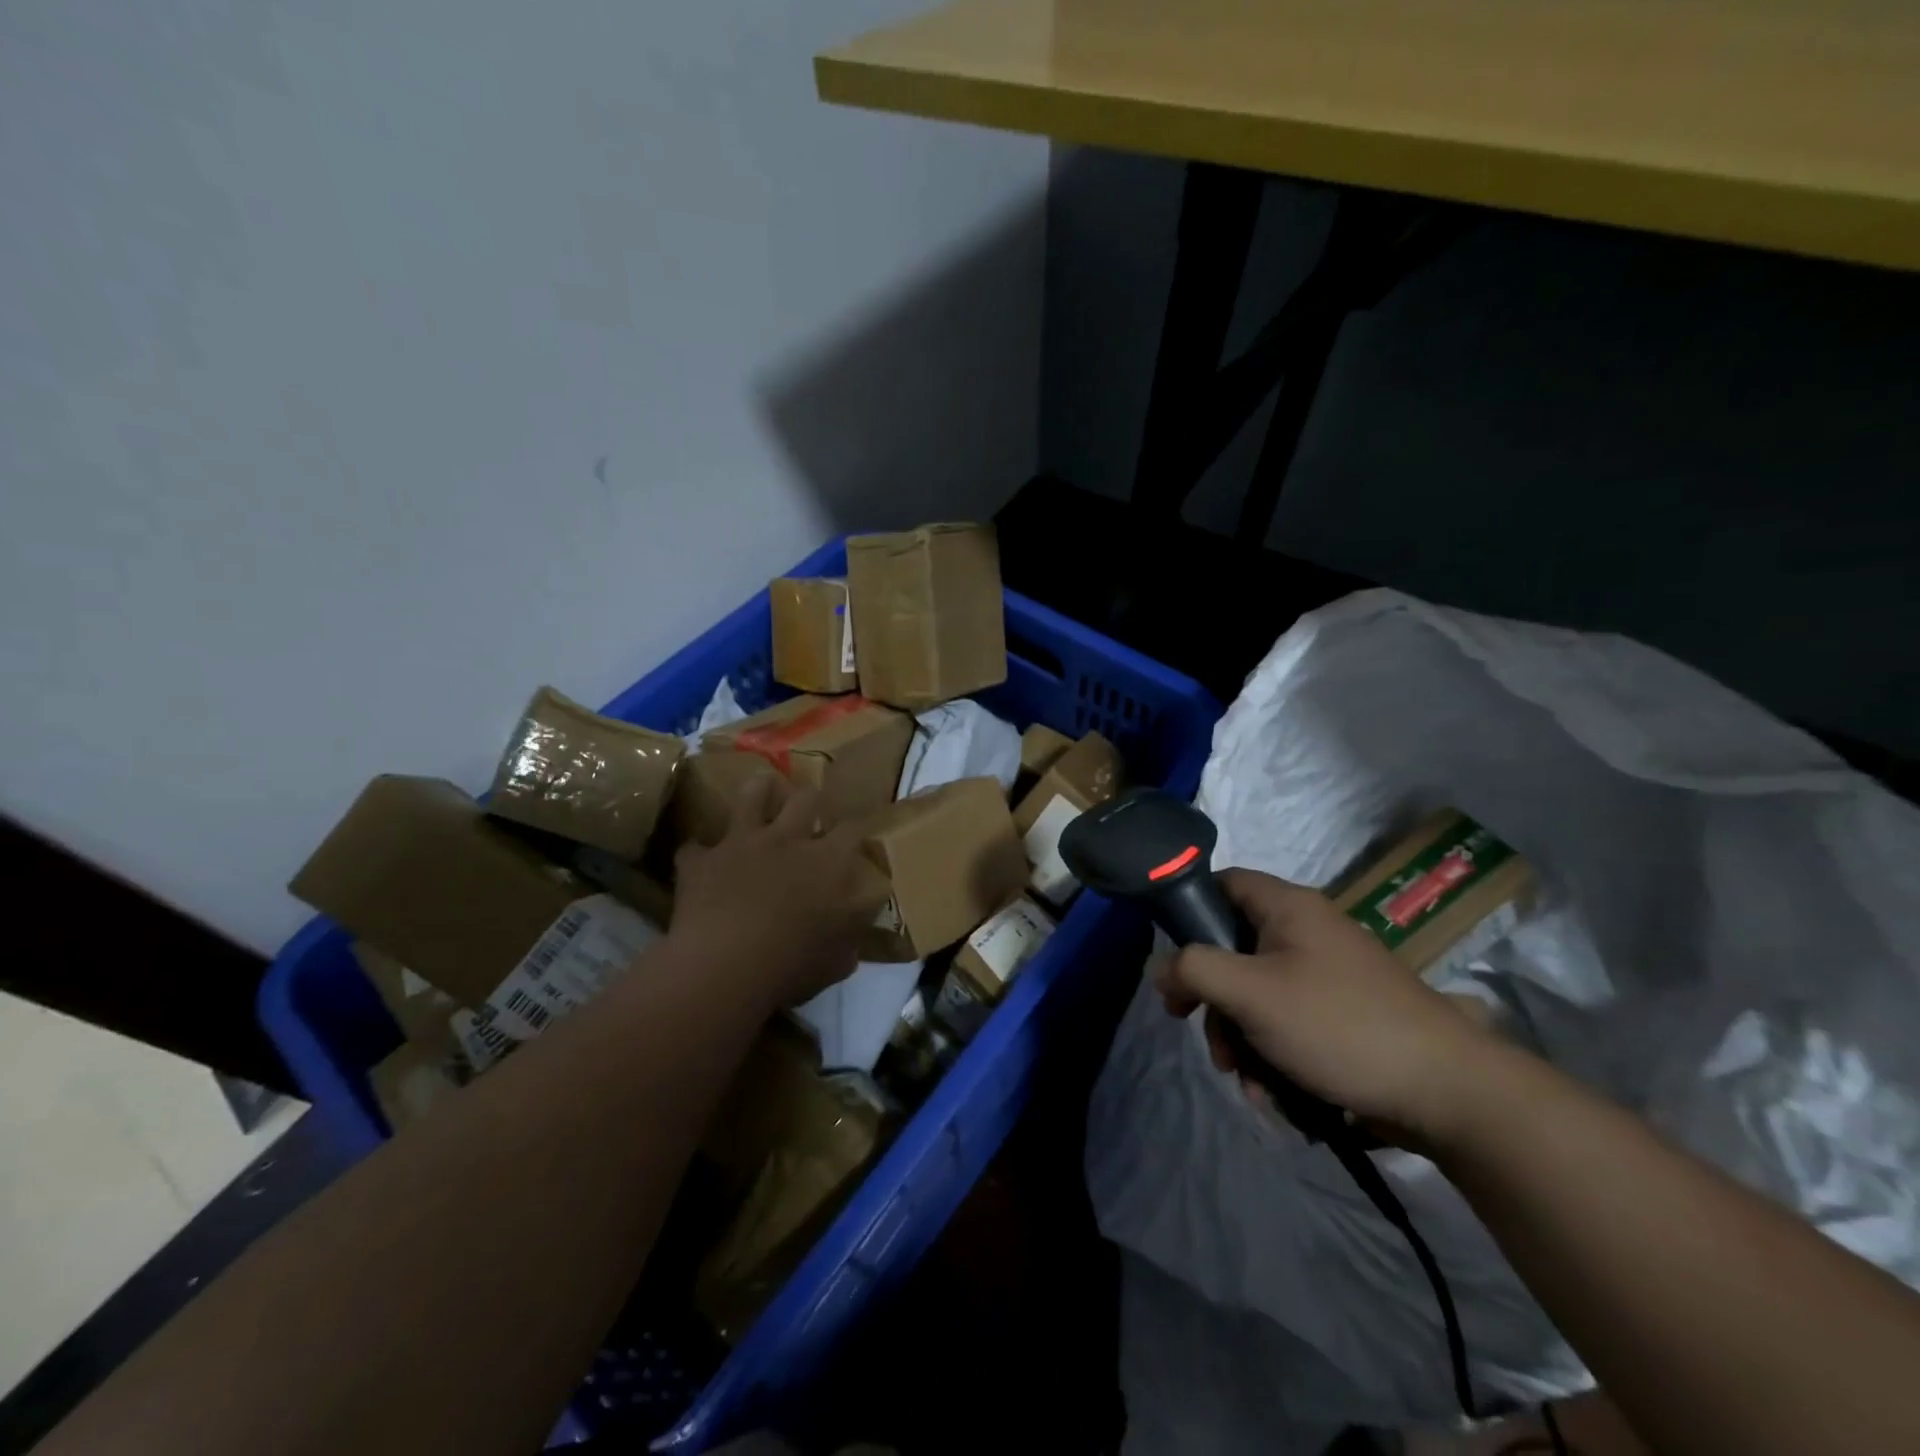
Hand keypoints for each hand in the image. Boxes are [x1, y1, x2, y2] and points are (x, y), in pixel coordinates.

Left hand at [669, 774, 889, 1009]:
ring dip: (758, 794)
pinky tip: (701, 862)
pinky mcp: (702, 860)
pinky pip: (695, 848)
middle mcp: (788, 840)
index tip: (853, 843)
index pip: (853, 831)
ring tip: (761, 797)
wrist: (724, 967)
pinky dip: (699, 855)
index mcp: (828, 863)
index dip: (854, 833)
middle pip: (806, 798)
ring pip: (752, 795)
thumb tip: (854, 938)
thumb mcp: (837, 961)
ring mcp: (742, 843)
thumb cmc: (792, 965)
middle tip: (809, 816)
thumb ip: (849, 941)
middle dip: (810, 802)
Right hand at [1154, 868, 1500, 1142]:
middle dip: (1214, 1002)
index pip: (1222, 883)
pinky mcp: (1345, 1014)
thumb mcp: (1250, 993)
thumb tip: (1162, 970)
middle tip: (1211, 1042)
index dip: (1190, 912)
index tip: (1176, 962)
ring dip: (1242, 1039)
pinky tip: (1276, 1094)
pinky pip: (1289, 1022)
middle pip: (1234, 949)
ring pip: (1258, 994)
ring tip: (1250, 1084)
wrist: (1450, 1092)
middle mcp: (1308, 931)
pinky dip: (1274, 1054)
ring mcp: (1329, 974)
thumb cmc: (1337, 1025)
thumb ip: (1193, 970)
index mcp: (1288, 907)